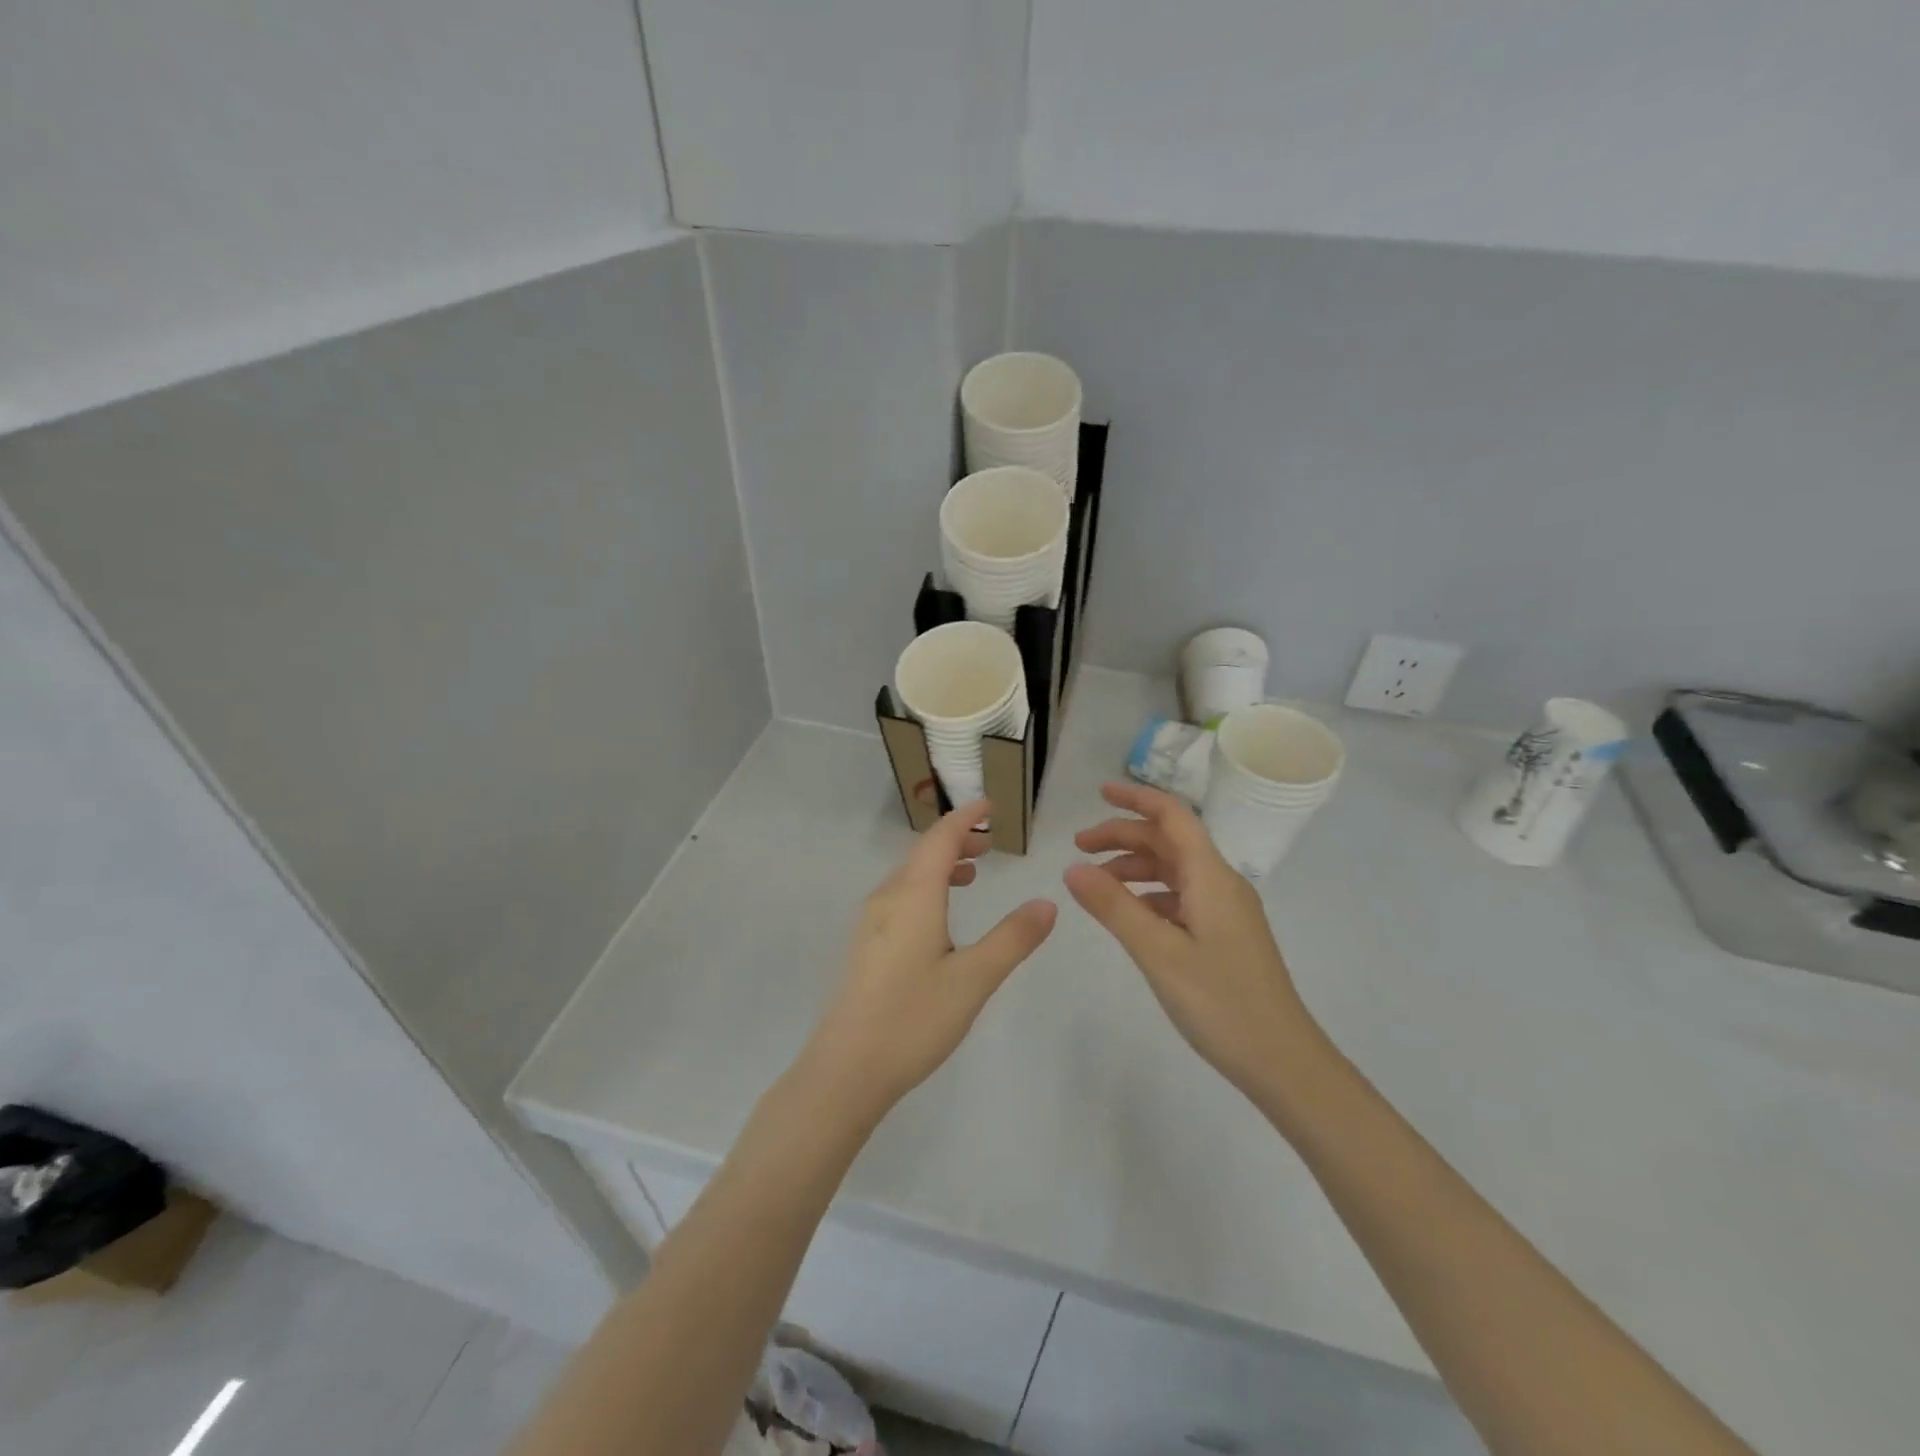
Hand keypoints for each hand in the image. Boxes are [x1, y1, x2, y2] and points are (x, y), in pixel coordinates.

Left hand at [802, 800, 1056, 1123]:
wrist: (846, 1069)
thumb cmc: (913, 1019)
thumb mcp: (974, 979)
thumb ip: (1012, 938)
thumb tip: (1047, 902)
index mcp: (913, 896)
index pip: (940, 839)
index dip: (965, 818)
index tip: (989, 805)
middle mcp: (887, 899)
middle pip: (922, 853)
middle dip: (956, 841)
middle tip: (989, 843)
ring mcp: (870, 923)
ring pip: (908, 877)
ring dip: (940, 866)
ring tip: (970, 875)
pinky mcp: (865, 947)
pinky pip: (899, 898)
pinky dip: (925, 889)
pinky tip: (939, 920)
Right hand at [1065, 782, 1325, 1100]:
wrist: (1283, 1062)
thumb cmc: (1221, 1003)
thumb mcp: (1158, 952)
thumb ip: (1113, 907)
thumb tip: (1072, 868)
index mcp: (1211, 877)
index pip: (1172, 817)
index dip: (1136, 798)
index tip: (1099, 793)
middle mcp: (1221, 884)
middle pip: (1169, 841)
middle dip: (1124, 835)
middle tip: (1079, 847)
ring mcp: (1226, 911)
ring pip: (1174, 871)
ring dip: (1135, 866)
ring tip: (1095, 883)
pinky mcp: (1225, 936)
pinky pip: (1182, 898)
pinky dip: (1150, 895)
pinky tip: (1129, 916)